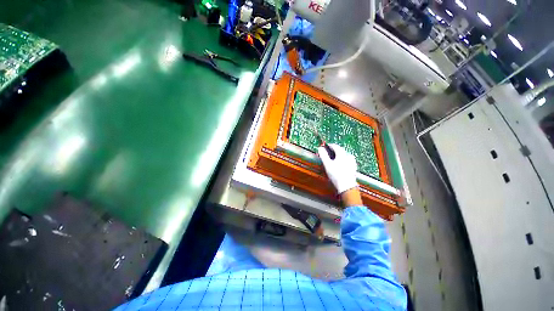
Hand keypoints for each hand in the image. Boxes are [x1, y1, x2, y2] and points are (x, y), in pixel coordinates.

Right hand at [318, 144, 357, 193]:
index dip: (328, 145)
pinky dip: (342, 160)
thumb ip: (323, 155)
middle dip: (333, 151)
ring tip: (332, 159)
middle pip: (340, 150)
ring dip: (337, 155)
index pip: (335, 146)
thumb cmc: (336, 175)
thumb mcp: (327, 164)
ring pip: (343, 155)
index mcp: (342, 154)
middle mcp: (348, 156)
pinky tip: (339, 165)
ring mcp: (352, 161)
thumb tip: (320, 148)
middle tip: (327, 153)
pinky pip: (347, 160)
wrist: (346, 186)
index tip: (324, 147)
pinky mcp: (353, 167)